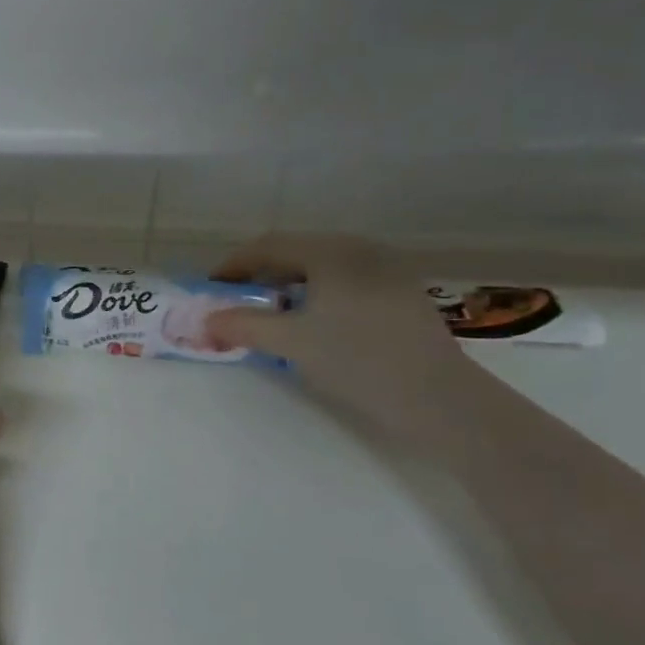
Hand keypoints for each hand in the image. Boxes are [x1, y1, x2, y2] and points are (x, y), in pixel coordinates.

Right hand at [203, 236, 474, 432]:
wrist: (437, 398)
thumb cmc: (356, 359)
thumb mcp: (290, 342)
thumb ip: (243, 325)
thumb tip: (206, 320)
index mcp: (332, 252)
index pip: (269, 246)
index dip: (234, 264)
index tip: (211, 288)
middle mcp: (361, 250)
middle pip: (297, 252)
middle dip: (260, 275)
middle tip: (236, 301)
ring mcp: (387, 271)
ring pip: (323, 269)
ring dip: (288, 286)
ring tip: (271, 315)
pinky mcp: (402, 296)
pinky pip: (345, 283)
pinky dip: (317, 296)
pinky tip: (314, 324)